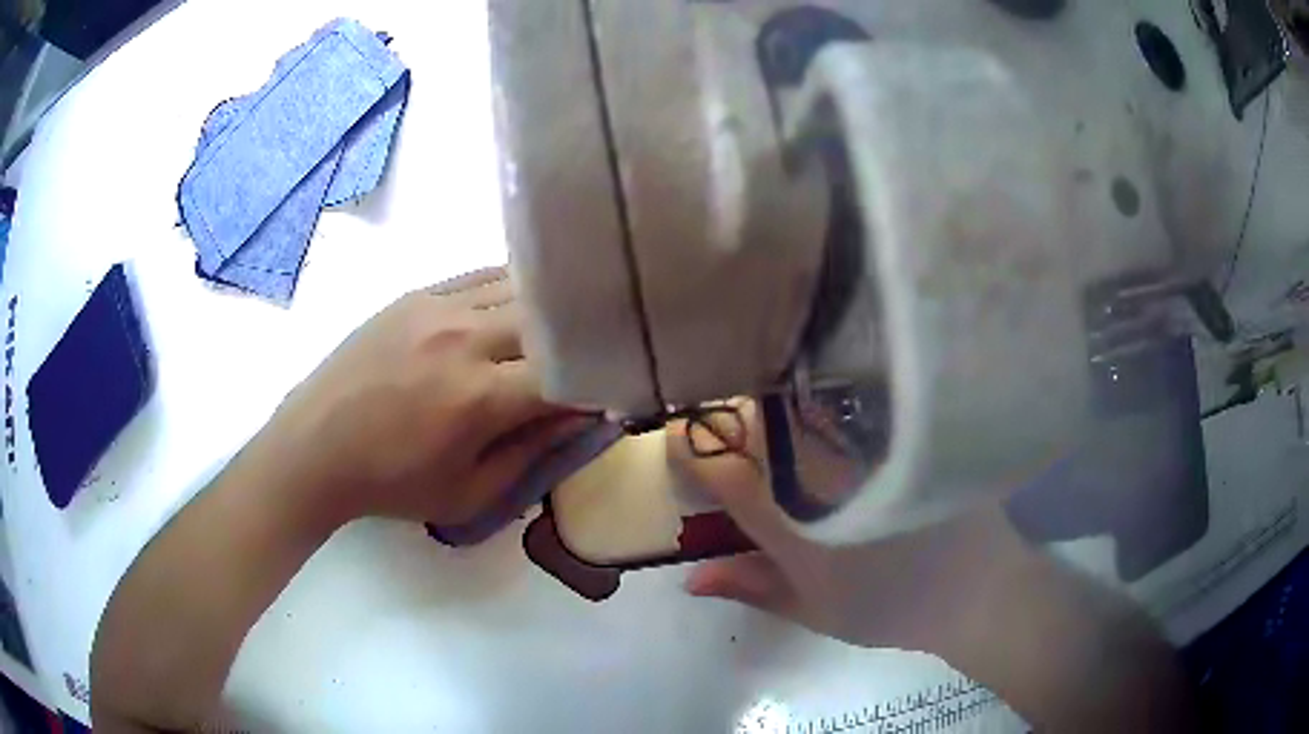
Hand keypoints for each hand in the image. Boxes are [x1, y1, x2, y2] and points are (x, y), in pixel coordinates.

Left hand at [265, 267, 584, 526]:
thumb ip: (531, 455)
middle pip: (551, 320)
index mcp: (479, 398)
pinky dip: (511, 289)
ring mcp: (439, 306)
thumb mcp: (467, 495)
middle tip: (592, 355)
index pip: (567, 375)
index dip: (598, 383)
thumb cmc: (391, 483)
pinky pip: (482, 276)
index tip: (611, 392)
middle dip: (579, 339)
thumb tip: (580, 418)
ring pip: (521, 288)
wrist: (315, 445)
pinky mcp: (418, 293)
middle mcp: (466, 338)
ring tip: (560, 328)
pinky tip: (518, 306)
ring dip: (548, 310)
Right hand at [668, 402, 1042, 655]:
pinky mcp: (903, 431)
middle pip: (758, 422)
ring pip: (800, 401)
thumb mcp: (815, 610)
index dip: (689, 451)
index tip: (674, 439)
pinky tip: (816, 395)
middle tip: (718, 423)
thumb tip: (690, 576)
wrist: (977, 589)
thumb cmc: (892, 609)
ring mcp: (868, 448)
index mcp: (797, 528)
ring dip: (769, 398)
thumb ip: (751, 586)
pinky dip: (818, 393)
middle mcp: (828, 478)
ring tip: (759, 404)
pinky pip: (849, 397)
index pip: (725, 474)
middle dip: (725, 416)